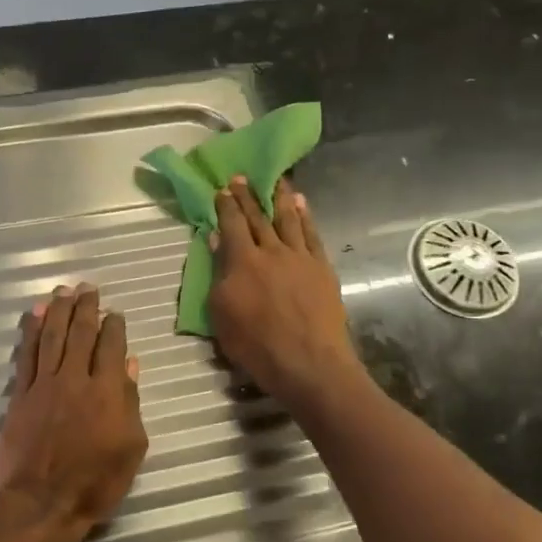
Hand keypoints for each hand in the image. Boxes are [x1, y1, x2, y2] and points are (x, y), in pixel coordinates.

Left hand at [0, 283, 147, 541]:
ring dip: (58, 311)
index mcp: (107, 392)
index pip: (111, 347)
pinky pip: (26, 355)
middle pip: (80, 334)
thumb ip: (130, 402)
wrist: (42, 503)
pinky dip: (30, 332)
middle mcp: (75, 379)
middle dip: (85, 308)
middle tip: (87, 288)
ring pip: (52, 337)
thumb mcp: (130, 448)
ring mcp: (44, 385)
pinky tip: (34, 315)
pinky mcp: (20, 395)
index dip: (114, 327)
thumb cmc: (95, 483)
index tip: (115, 313)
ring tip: (62, 291)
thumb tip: (129, 364)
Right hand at [208, 176, 363, 409]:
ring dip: (281, 198)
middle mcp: (272, 252)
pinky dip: (306, 217)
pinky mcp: (322, 268)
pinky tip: (302, 206)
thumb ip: (220, 275)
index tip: (221, 189)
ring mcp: (301, 258)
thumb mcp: (222, 314)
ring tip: (277, 181)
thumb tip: (218, 241)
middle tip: (242, 178)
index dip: (226, 206)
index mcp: (243, 262)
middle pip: (259, 217)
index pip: (232, 225)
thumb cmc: (256, 345)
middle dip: (248, 196)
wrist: (308, 363)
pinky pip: (312, 234)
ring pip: (289, 219)